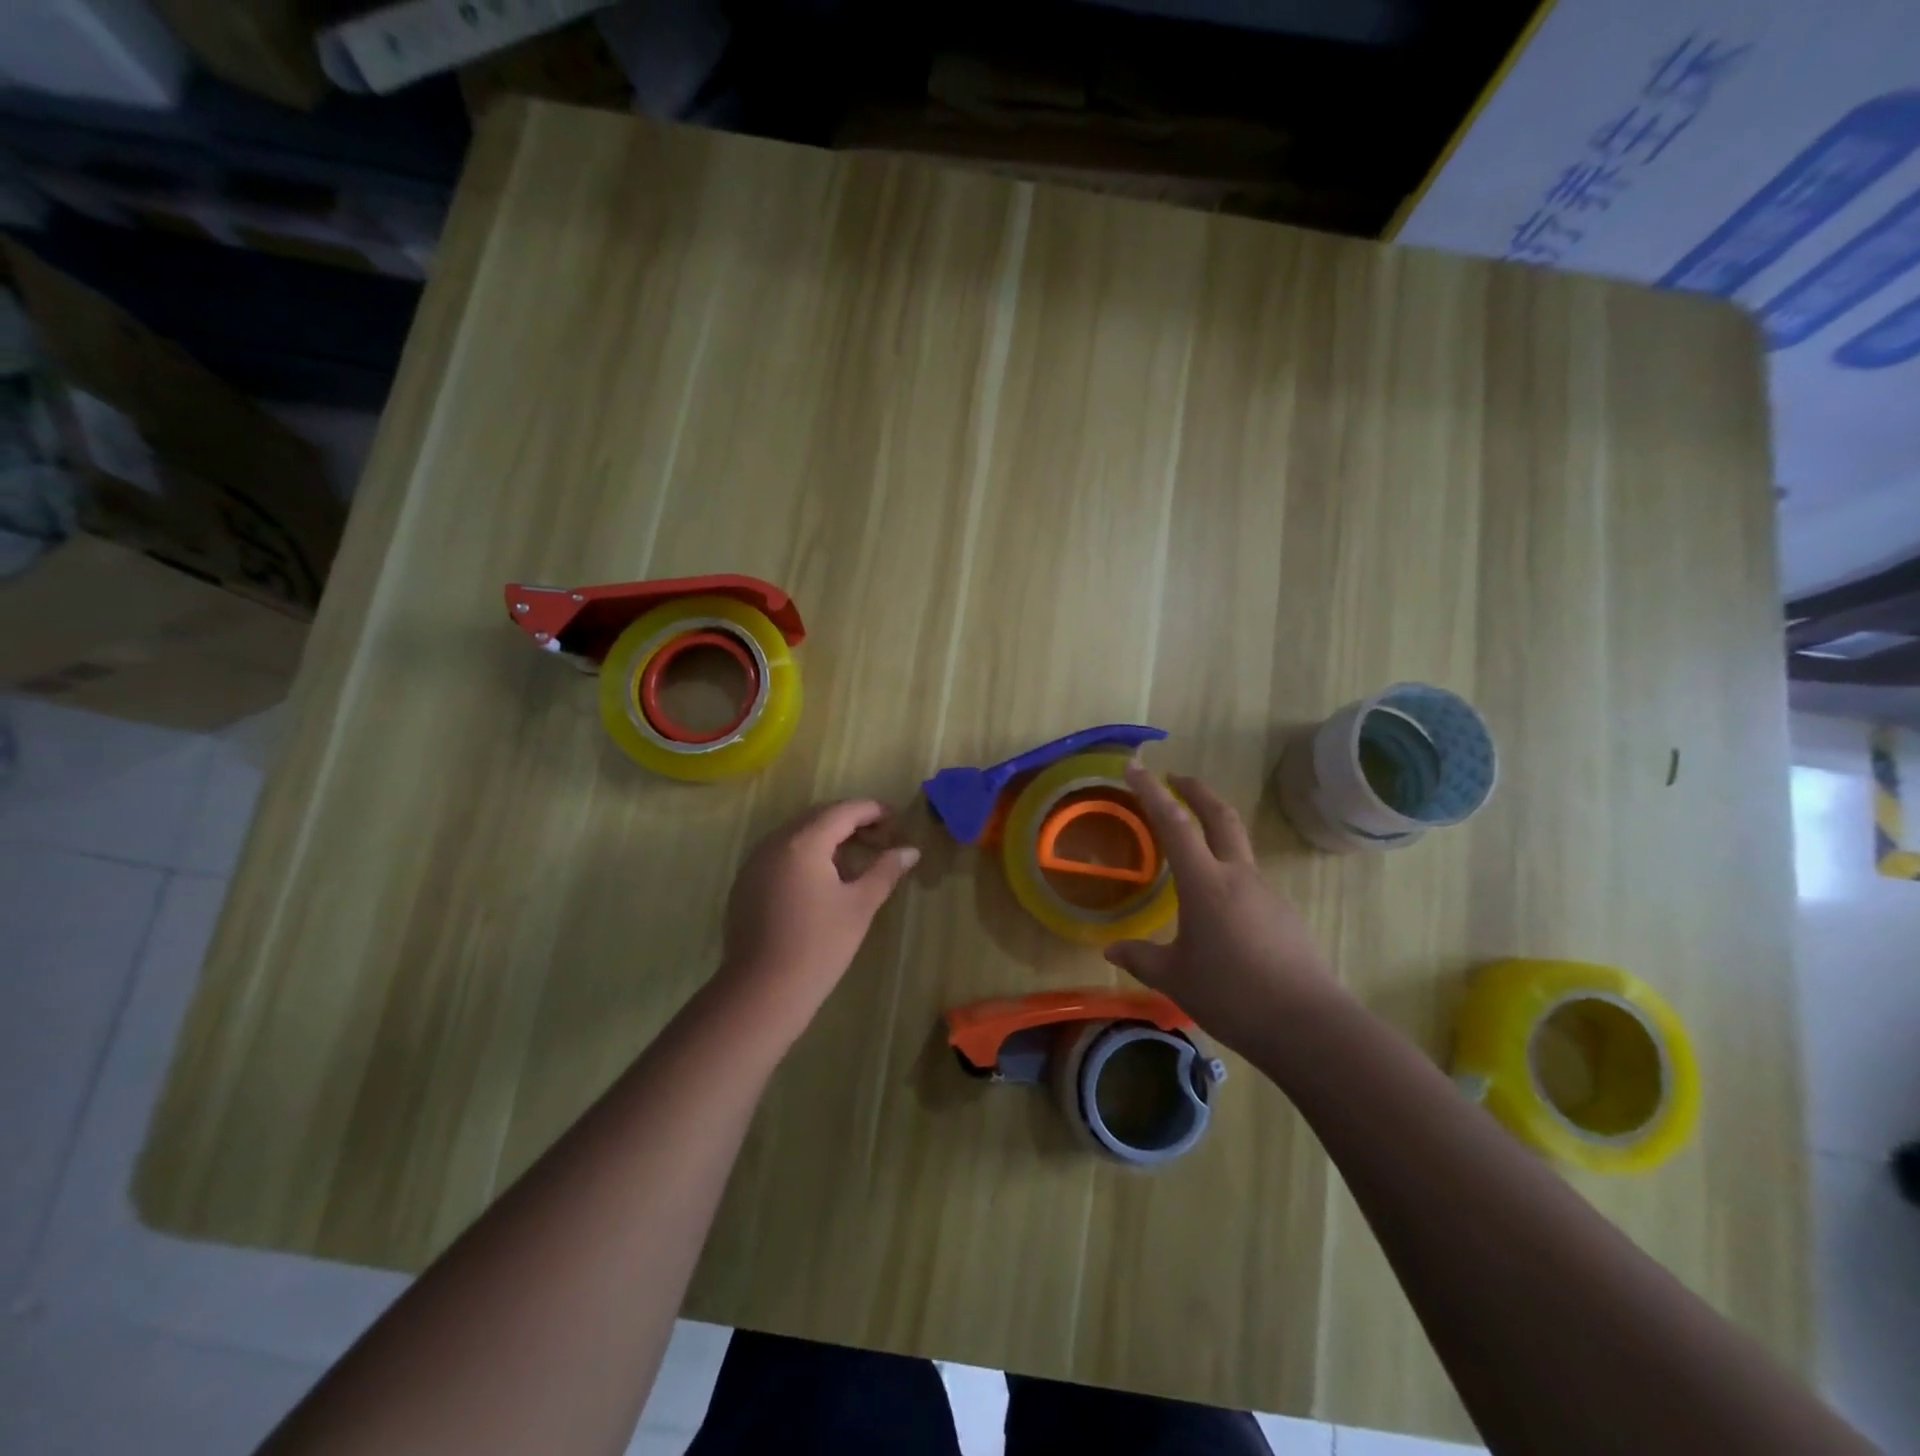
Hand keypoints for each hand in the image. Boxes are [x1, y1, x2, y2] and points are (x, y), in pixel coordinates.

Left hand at [714, 799, 919, 1042]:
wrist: (763, 990)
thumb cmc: (819, 945)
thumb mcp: (860, 905)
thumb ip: (885, 871)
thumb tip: (910, 850)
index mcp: (804, 842)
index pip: (843, 811)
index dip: (872, 810)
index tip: (896, 818)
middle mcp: (775, 842)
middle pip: (818, 817)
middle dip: (850, 821)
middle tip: (880, 836)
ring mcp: (755, 862)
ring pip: (797, 835)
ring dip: (827, 837)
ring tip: (856, 856)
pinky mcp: (746, 883)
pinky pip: (781, 854)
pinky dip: (805, 854)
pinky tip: (822, 878)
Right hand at [1105, 760, 1340, 1053]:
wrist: (1308, 1025)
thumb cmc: (1232, 995)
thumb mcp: (1175, 978)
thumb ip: (1141, 958)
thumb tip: (1110, 949)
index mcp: (1206, 882)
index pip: (1174, 824)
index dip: (1152, 792)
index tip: (1136, 767)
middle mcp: (1238, 876)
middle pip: (1220, 816)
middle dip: (1196, 791)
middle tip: (1176, 778)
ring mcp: (1266, 893)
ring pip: (1237, 849)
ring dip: (1214, 833)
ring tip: (1188, 853)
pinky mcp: (1284, 915)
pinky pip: (1249, 882)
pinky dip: (1227, 874)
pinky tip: (1217, 910)